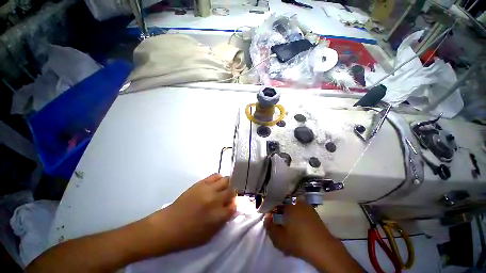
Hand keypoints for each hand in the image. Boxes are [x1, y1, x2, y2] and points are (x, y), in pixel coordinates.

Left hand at [157, 174, 235, 251]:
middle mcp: (216, 200)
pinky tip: (216, 183)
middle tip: (229, 195)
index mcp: (219, 216)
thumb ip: (223, 220)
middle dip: (233, 193)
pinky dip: (219, 178)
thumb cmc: (189, 235)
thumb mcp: (210, 235)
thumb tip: (231, 207)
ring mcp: (208, 189)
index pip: (234, 205)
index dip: (234, 204)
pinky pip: (215, 175)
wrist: (169, 225)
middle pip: (232, 190)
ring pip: (226, 180)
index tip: (232, 204)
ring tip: (224, 187)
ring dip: (228, 184)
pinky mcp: (201, 183)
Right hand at [264, 201, 335, 260]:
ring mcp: (306, 206)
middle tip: (278, 223)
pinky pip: (300, 210)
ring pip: (292, 207)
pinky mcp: (313, 212)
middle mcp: (297, 201)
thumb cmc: (299, 242)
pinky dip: (296, 216)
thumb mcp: (279, 238)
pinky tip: (296, 226)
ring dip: (287, 214)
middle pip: (283, 204)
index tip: (269, 217)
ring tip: (287, 225)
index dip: (270, 209)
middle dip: (279, 212)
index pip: (275, 202)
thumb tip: (267, 217)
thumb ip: (269, 227)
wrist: (324, 249)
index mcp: (288, 204)